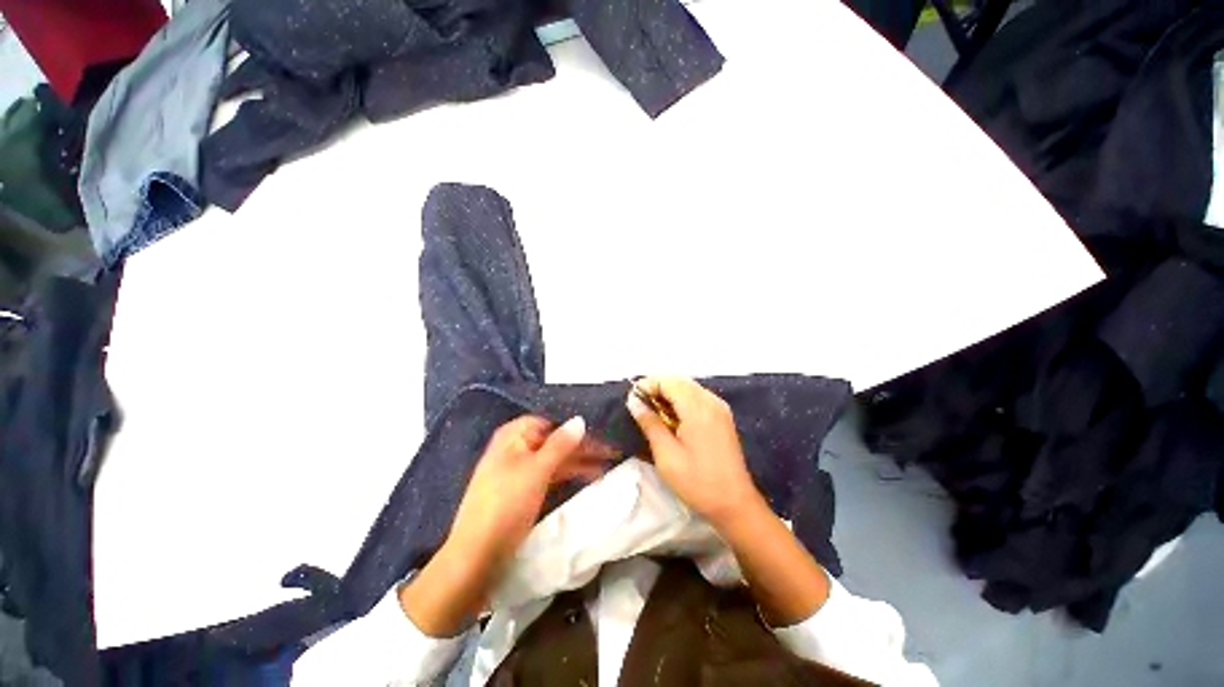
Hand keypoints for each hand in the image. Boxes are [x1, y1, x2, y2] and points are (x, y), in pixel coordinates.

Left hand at [402, 415, 612, 636]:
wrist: (477, 557)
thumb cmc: (506, 505)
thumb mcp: (536, 470)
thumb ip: (560, 444)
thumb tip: (580, 419)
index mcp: (513, 437)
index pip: (549, 422)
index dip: (573, 428)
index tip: (598, 434)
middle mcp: (516, 449)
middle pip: (554, 441)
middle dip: (581, 447)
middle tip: (611, 452)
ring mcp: (519, 472)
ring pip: (555, 460)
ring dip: (579, 462)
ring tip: (606, 467)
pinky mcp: (523, 492)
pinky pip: (551, 476)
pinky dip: (568, 476)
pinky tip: (587, 479)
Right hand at [627, 376, 763, 528]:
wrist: (735, 504)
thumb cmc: (697, 482)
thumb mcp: (666, 454)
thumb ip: (649, 423)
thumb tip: (633, 400)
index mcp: (698, 408)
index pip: (668, 381)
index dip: (647, 385)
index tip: (632, 400)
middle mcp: (711, 400)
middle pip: (679, 381)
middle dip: (657, 388)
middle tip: (640, 406)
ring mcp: (719, 407)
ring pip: (688, 387)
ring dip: (669, 394)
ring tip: (653, 413)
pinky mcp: (722, 416)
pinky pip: (698, 397)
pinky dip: (681, 401)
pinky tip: (672, 418)